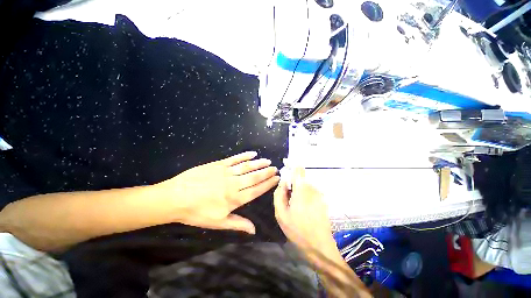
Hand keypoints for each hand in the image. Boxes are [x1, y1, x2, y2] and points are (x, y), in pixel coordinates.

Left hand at [154, 151, 279, 233]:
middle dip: (266, 172)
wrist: (175, 197)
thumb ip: (238, 224)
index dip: (267, 184)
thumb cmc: (196, 212)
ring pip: (247, 166)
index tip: (276, 179)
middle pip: (254, 177)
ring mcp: (226, 172)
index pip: (256, 190)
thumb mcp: (218, 222)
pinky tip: (252, 153)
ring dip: (259, 163)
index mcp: (234, 199)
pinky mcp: (218, 164)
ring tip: (267, 161)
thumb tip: (254, 230)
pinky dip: (244, 156)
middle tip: (275, 168)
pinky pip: (235, 159)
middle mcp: (233, 184)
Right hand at [274, 168, 338, 259]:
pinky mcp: (322, 200)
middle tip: (287, 196)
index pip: (298, 169)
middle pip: (300, 177)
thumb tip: (283, 181)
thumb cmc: (297, 230)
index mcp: (302, 189)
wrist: (319, 245)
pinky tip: (302, 209)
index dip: (291, 164)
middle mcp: (312, 188)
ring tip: (294, 206)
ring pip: (304, 185)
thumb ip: (279, 194)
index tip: (285, 163)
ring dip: (298, 190)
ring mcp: (319, 194)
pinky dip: (304, 195)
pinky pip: (310, 191)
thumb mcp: (281, 213)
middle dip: (292, 182)